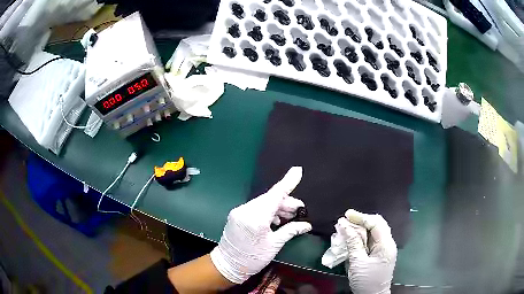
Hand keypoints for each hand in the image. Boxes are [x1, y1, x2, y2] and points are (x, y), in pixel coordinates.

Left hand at [210, 167, 311, 283]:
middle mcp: (246, 210)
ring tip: (289, 216)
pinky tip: (276, 220)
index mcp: (256, 218)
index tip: (297, 170)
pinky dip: (268, 211)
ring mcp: (239, 211)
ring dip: (278, 207)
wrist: (228, 264)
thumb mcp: (274, 245)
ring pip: (264, 203)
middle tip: (299, 210)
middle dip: (286, 202)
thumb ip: (290, 230)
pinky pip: (256, 208)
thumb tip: (306, 225)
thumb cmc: (253, 258)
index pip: (275, 195)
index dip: (287, 182)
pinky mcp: (237, 214)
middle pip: (270, 199)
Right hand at [339, 209, 396, 293]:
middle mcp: (387, 244)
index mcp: (385, 245)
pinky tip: (350, 239)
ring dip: (359, 230)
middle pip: (376, 225)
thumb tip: (344, 225)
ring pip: (373, 232)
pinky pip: (370, 241)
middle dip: (360, 221)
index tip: (346, 215)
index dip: (361, 217)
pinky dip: (360, 238)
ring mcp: (383, 249)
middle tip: (345, 221)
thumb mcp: (358, 262)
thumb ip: (353, 242)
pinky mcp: (378, 254)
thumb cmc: (366, 281)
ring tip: (345, 229)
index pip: (376, 223)